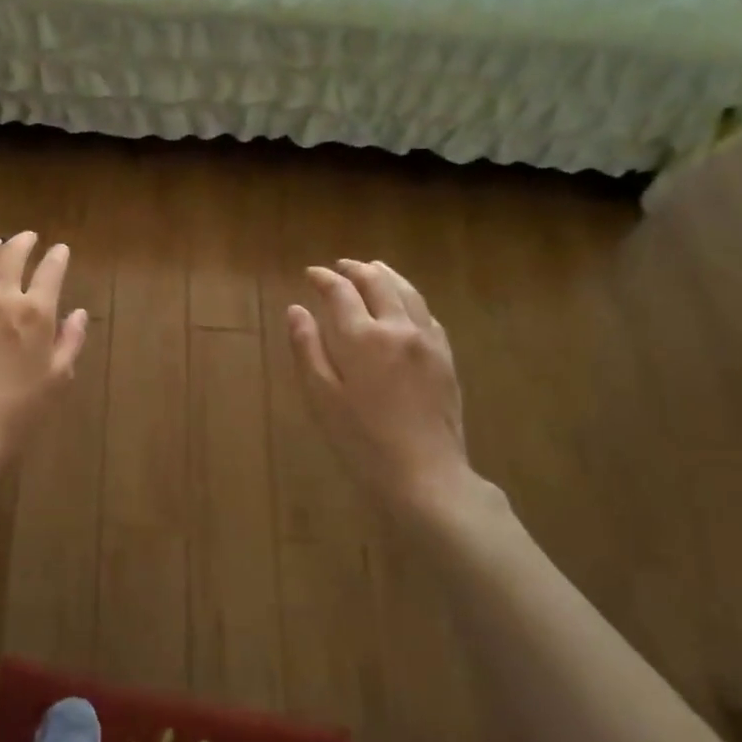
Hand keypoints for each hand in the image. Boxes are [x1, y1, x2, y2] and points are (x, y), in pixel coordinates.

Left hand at [0, 231, 87, 466]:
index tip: (60, 251)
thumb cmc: (19, 410)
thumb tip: (78, 314)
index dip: (57, 257)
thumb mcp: (57, 379)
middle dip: (22, 242)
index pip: (50, 271)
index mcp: (35, 313)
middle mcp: (0, 298)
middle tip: (26, 238)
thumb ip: (69, 341)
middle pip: (10, 255)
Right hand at [287, 259, 491, 527]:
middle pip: (378, 282)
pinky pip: (427, 313)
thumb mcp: (321, 397)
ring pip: (408, 292)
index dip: (323, 278)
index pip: (341, 292)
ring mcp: (427, 341)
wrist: (424, 474)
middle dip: (356, 269)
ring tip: (373, 269)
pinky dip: (410, 298)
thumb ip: (307, 348)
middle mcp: (398, 328)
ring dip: (387, 275)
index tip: (311, 273)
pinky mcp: (446, 357)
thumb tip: (296, 309)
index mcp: (363, 337)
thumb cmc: (361, 440)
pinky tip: (405, 304)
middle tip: (340, 267)